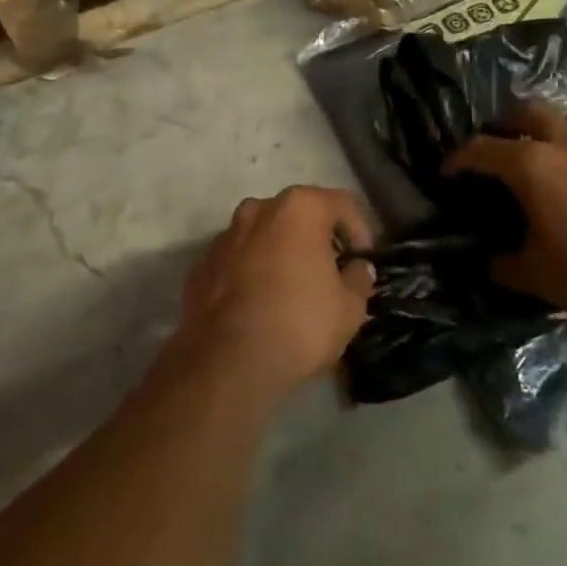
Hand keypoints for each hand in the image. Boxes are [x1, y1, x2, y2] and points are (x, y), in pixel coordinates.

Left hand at [176, 187, 377, 401]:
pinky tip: (260, 304)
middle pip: (299, 214)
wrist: (226, 361)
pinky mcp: (203, 264)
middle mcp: (259, 209)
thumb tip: (358, 269)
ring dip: (282, 252)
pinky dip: (252, 272)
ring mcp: (226, 234)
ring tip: (293, 289)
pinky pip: (239, 259)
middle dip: (318, 238)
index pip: (342, 204)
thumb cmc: (299, 323)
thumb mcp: (349, 308)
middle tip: (331, 272)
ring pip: (265, 235)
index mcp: (299, 208)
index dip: (360, 231)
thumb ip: (359, 279)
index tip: (363, 262)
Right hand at [444, 101, 566, 325]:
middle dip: (505, 125)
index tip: (448, 171)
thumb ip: (507, 265)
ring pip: (566, 117)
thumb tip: (490, 262)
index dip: (459, 158)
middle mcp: (563, 142)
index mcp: (530, 165)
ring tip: (544, 150)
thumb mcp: (538, 276)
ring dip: (548, 127)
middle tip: (499, 146)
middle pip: (525, 112)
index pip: (481, 149)